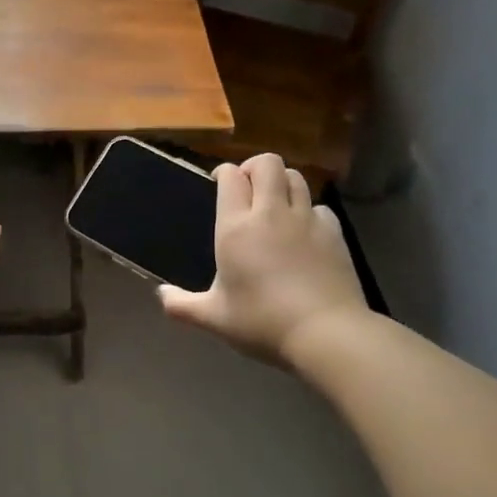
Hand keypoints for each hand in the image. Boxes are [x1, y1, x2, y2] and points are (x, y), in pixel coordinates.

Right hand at [158, 153, 369, 364]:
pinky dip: (308, 210)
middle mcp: (271, 213)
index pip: (230, 177)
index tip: (218, 183)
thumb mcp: (214, 318)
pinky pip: (319, 206)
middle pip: (267, 163)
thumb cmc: (262, 322)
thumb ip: (182, 306)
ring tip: (275, 203)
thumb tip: (161, 296)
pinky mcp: (334, 233)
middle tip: (247, 188)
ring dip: (282, 182)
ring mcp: (306, 220)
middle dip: (254, 167)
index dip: (223, 173)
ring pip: (295, 177)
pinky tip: (304, 231)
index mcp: (236, 227)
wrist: (326, 333)